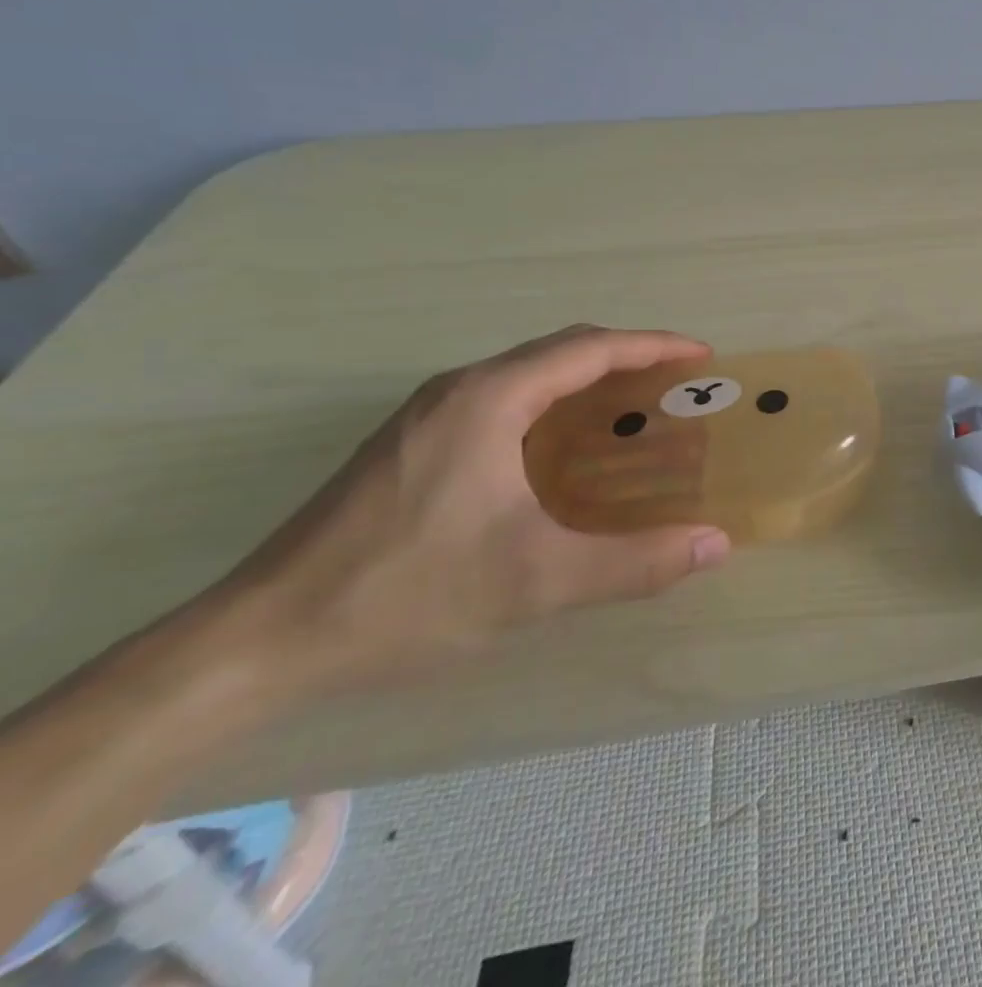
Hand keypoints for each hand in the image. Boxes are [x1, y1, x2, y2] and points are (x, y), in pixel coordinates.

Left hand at [217, 326, 732, 693]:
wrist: (257, 641)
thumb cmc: (406, 595)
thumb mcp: (536, 582)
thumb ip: (635, 563)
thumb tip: (716, 544)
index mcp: (491, 399)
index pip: (591, 348)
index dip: (654, 346)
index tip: (702, 357)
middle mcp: (460, 390)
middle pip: (562, 351)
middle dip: (628, 359)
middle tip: (679, 385)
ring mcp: (428, 415)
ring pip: (530, 375)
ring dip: (589, 382)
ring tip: (636, 412)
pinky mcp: (412, 444)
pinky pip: (504, 400)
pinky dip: (554, 406)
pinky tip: (567, 452)